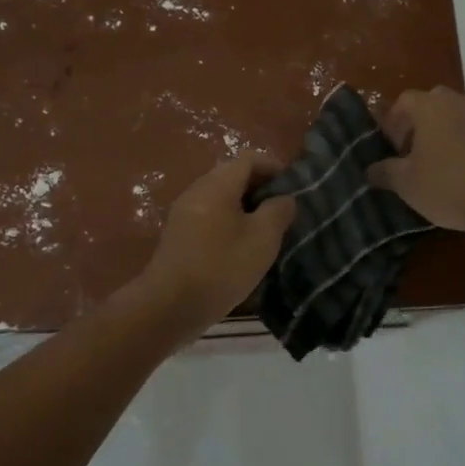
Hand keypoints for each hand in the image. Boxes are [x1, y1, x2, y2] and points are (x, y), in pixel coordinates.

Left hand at [137, 156, 296, 331]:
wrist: (170, 306)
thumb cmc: (221, 267)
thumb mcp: (262, 238)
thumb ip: (278, 211)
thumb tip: (284, 198)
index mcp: (217, 185)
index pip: (248, 159)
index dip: (273, 167)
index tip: (294, 187)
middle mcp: (197, 191)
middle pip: (232, 176)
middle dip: (260, 187)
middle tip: (283, 209)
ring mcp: (184, 213)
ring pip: (221, 198)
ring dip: (246, 207)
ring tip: (267, 230)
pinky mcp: (179, 235)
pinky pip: (210, 216)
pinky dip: (230, 222)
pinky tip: (242, 246)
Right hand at [366, 87, 464, 236]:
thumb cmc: (445, 187)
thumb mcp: (404, 184)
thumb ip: (384, 172)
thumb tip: (370, 170)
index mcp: (431, 107)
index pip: (405, 101)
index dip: (394, 121)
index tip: (392, 147)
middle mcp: (461, 103)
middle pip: (436, 102)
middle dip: (423, 121)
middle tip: (415, 149)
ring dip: (454, 128)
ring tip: (446, 156)